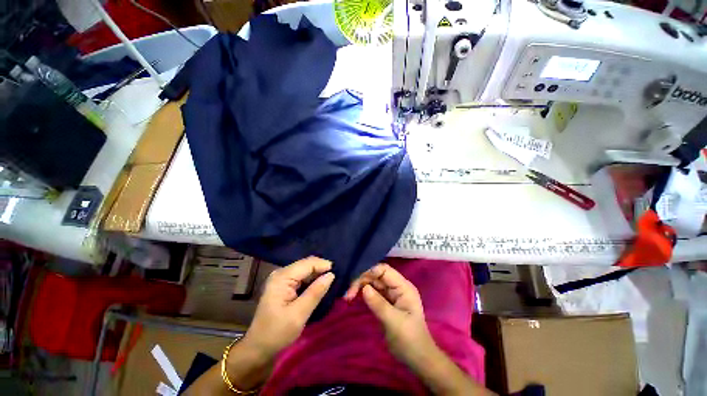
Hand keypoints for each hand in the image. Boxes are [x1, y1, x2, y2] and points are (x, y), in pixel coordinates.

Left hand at [243, 256, 334, 358]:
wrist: (258, 348)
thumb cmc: (277, 333)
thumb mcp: (298, 315)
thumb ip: (315, 293)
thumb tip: (331, 275)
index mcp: (282, 277)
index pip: (308, 263)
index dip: (324, 265)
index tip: (339, 273)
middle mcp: (282, 273)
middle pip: (307, 264)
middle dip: (322, 269)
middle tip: (338, 277)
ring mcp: (282, 278)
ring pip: (306, 269)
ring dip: (319, 274)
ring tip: (332, 280)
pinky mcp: (285, 284)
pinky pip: (303, 277)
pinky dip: (313, 280)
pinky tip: (321, 285)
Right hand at [345, 264, 435, 364]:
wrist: (417, 359)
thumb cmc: (409, 340)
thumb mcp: (394, 322)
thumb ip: (379, 304)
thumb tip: (364, 288)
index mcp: (403, 287)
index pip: (385, 270)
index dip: (370, 271)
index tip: (355, 280)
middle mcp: (397, 287)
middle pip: (376, 275)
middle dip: (362, 280)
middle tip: (348, 294)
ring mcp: (391, 294)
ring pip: (372, 283)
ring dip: (360, 286)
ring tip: (348, 296)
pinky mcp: (385, 302)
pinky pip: (372, 292)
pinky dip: (362, 293)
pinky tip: (353, 297)